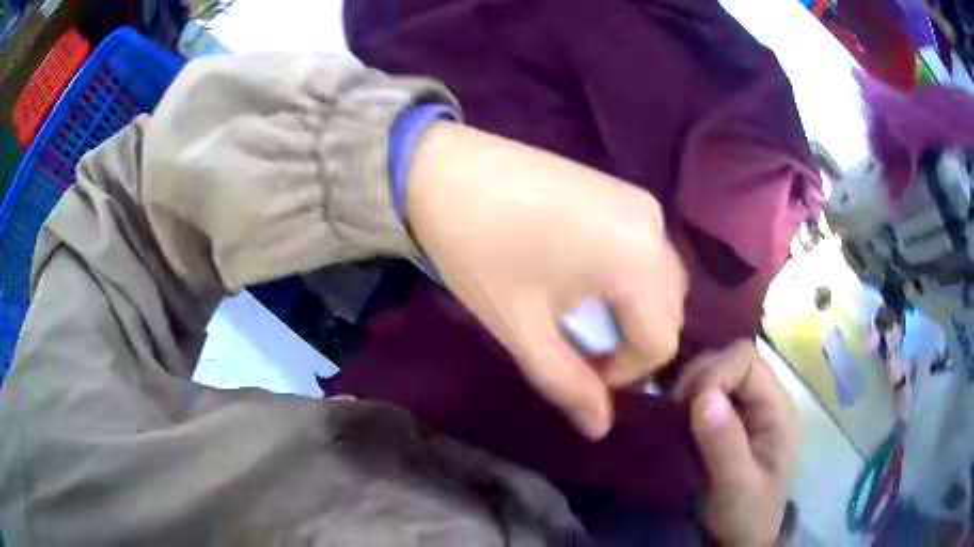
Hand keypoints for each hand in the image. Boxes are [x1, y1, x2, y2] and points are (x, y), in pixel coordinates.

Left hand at [406, 122, 686, 438]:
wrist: (442, 170)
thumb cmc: (478, 251)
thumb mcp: (523, 327)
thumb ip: (567, 383)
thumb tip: (600, 430)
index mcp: (638, 260)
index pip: (660, 342)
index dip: (624, 371)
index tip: (581, 368)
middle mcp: (654, 226)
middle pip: (668, 310)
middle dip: (632, 341)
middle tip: (582, 345)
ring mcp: (640, 202)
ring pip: (661, 280)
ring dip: (632, 310)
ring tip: (582, 312)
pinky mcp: (621, 190)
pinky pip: (645, 249)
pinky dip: (628, 277)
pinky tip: (586, 273)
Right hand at [673, 341, 797, 546]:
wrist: (744, 536)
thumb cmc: (746, 514)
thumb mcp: (737, 488)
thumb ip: (725, 445)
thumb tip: (703, 397)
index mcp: (778, 408)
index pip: (747, 360)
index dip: (714, 374)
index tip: (687, 408)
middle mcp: (767, 398)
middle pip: (734, 357)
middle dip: (700, 376)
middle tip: (676, 411)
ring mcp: (751, 406)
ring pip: (720, 368)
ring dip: (693, 384)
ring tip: (677, 415)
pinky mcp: (735, 417)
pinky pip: (712, 389)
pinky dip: (691, 396)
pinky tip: (680, 417)